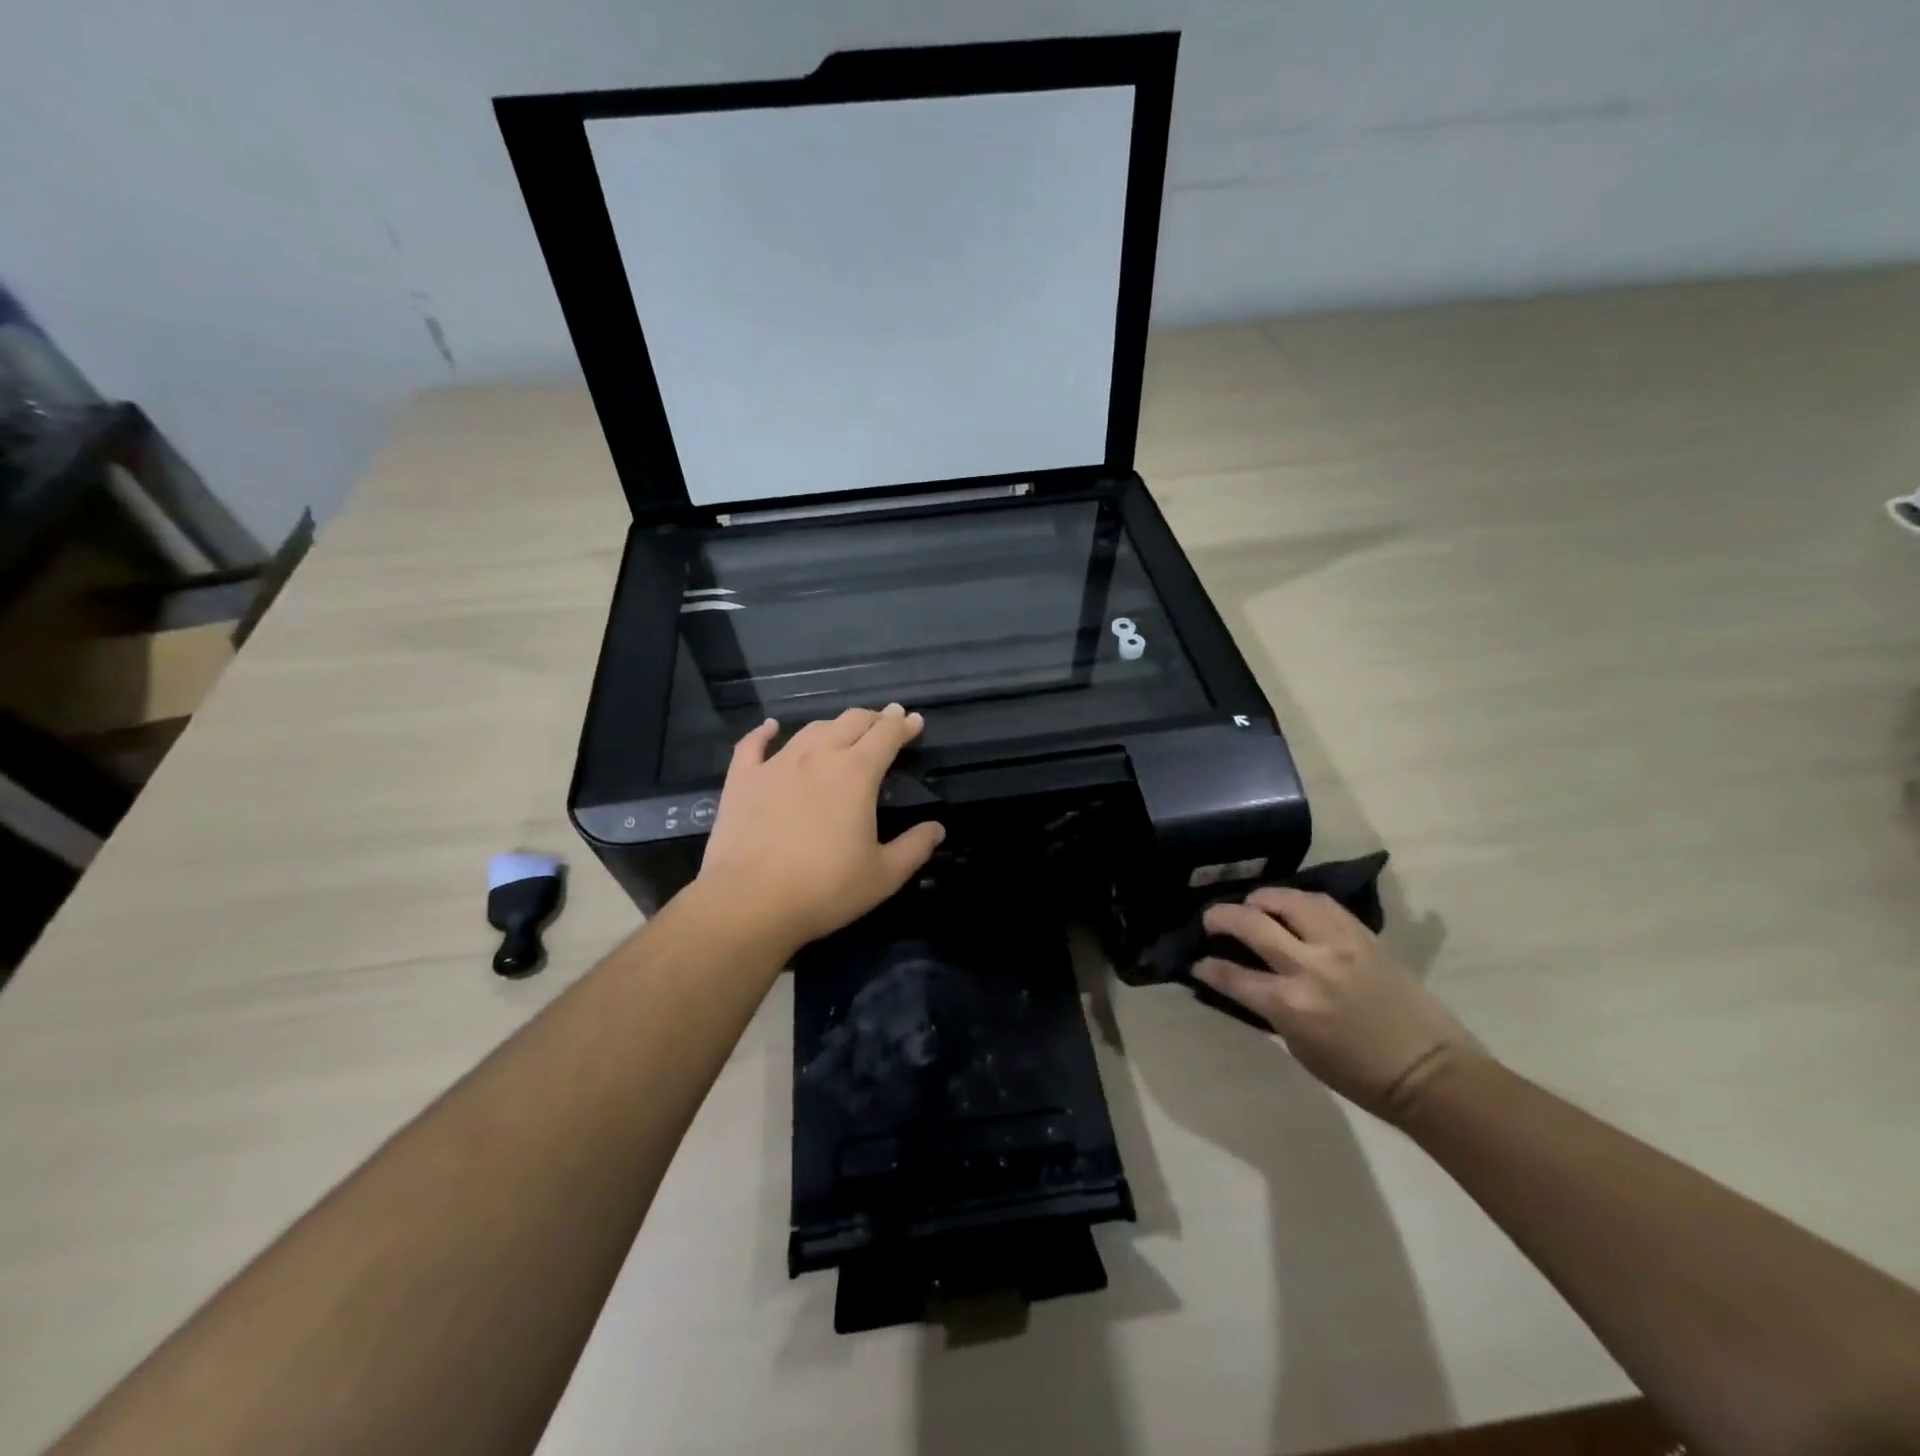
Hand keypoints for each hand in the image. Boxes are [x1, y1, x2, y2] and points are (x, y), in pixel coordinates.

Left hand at [694, 705, 944, 957]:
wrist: (749, 902)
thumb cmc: (825, 889)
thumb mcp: (883, 875)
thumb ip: (914, 848)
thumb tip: (937, 829)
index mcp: (856, 773)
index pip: (886, 735)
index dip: (903, 725)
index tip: (914, 720)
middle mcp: (818, 756)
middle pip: (850, 722)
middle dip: (873, 718)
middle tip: (884, 722)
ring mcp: (776, 764)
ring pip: (810, 729)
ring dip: (833, 725)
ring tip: (842, 731)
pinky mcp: (742, 779)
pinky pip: (753, 744)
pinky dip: (765, 731)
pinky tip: (771, 726)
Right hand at [1194, 888, 1485, 1120]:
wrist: (1431, 1073)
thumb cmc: (1361, 1076)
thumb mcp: (1301, 1048)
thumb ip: (1271, 1009)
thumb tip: (1249, 984)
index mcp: (1290, 1005)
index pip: (1232, 975)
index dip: (1207, 967)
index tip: (1197, 962)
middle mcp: (1310, 966)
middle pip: (1251, 923)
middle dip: (1221, 917)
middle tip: (1211, 920)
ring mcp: (1339, 945)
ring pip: (1288, 900)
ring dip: (1262, 899)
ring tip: (1253, 905)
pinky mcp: (1364, 937)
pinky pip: (1323, 904)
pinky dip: (1299, 901)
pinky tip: (1291, 908)